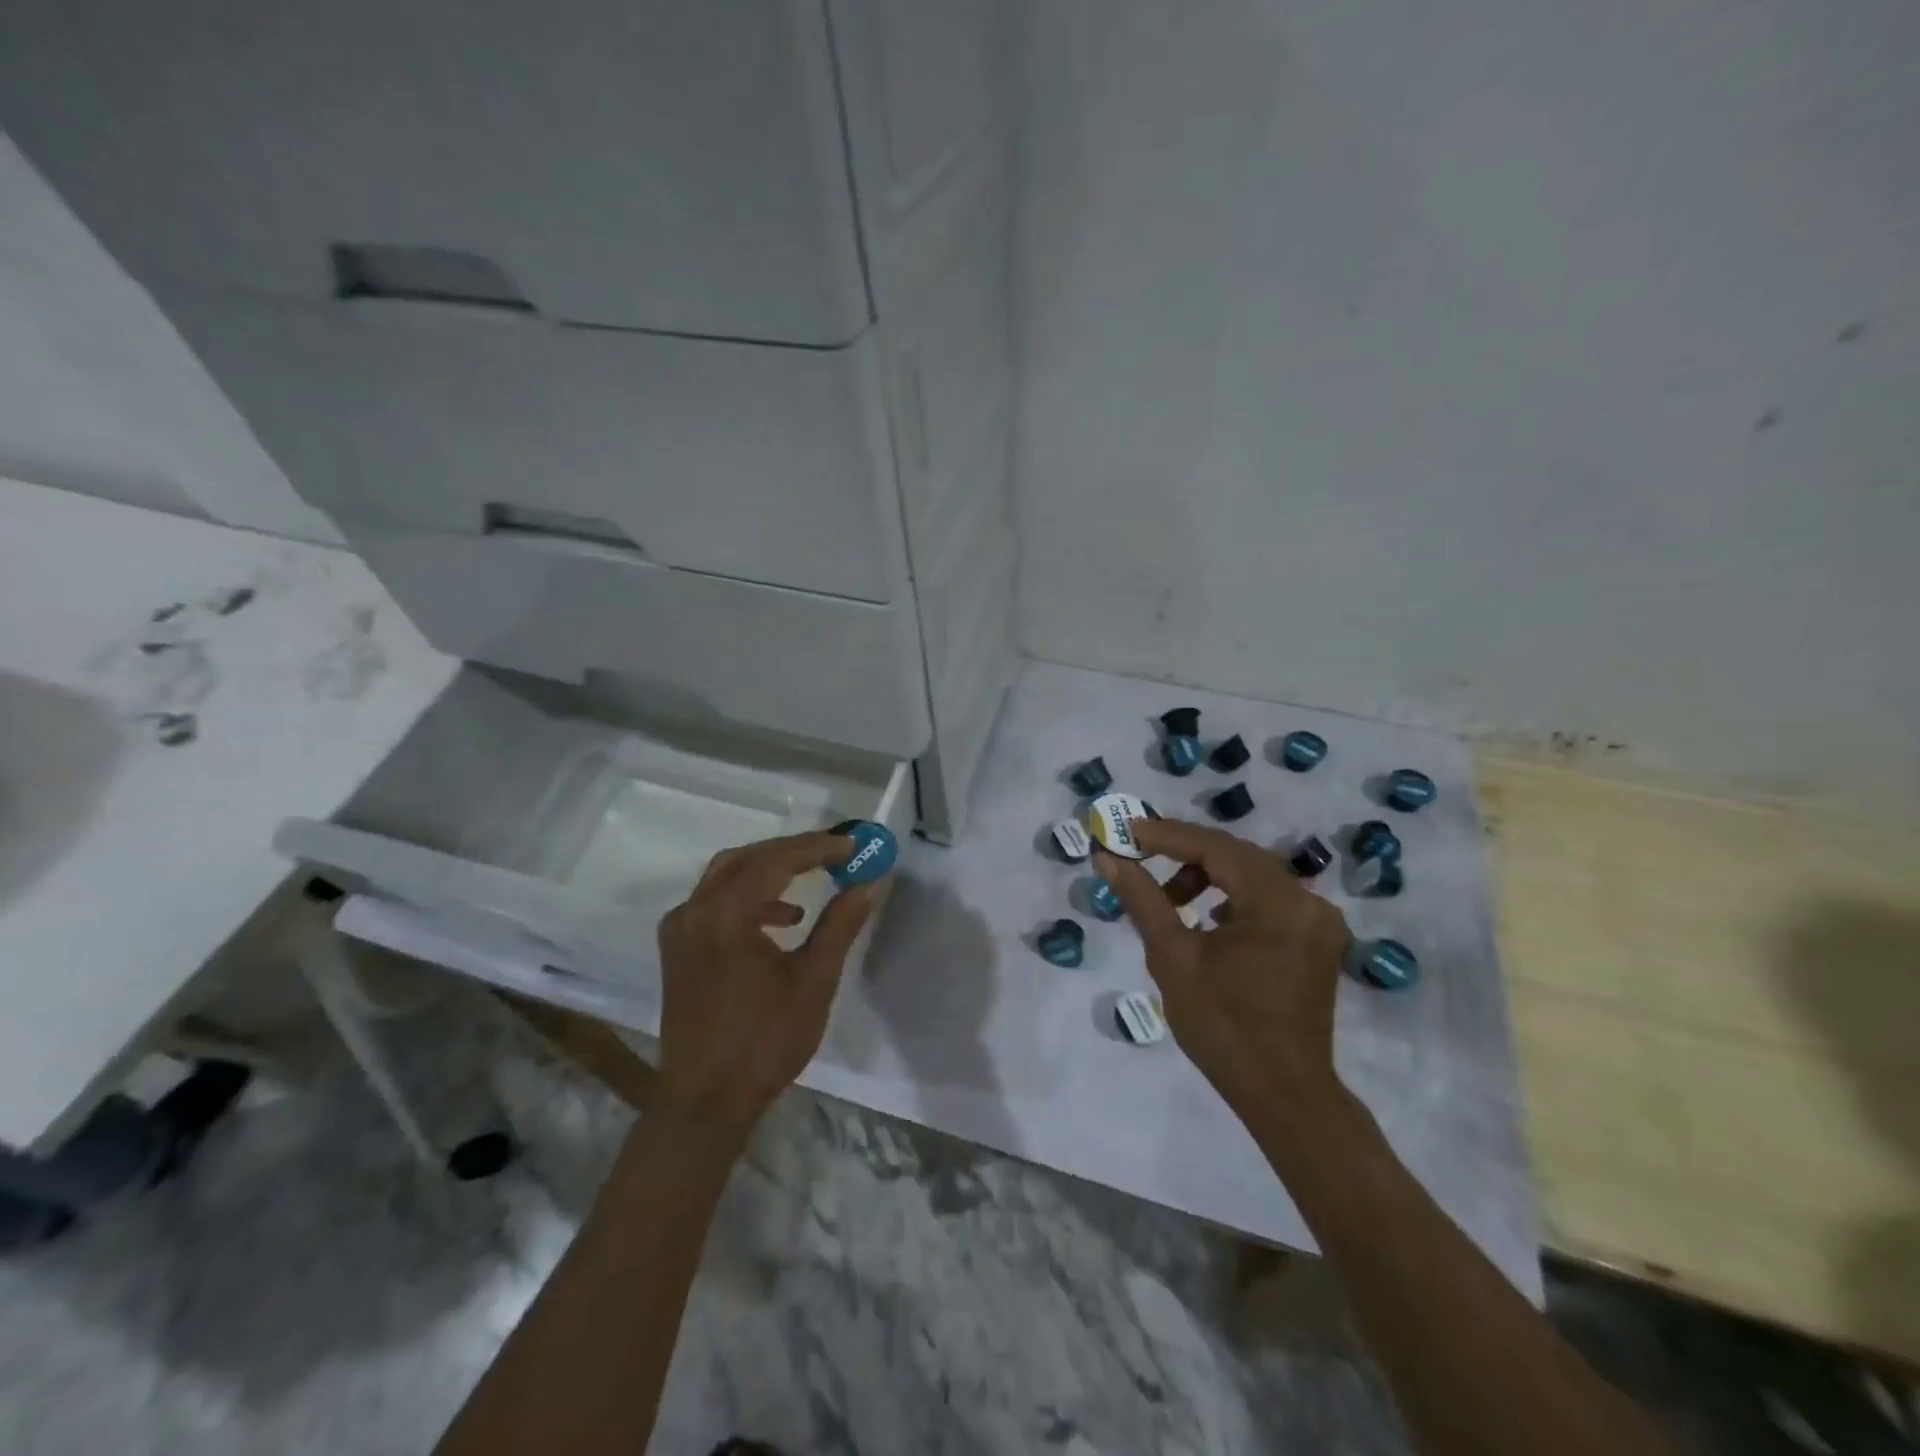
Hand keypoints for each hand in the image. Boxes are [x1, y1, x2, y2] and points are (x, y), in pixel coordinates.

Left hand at [655, 830, 884, 1138]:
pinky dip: (750, 896)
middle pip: (747, 859)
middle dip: (793, 851)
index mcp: (724, 916)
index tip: (853, 845)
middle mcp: (694, 912)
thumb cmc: (763, 1043)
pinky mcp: (678, 949)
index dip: (817, 848)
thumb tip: (867, 884)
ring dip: (770, 870)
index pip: (775, 861)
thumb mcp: (813, 982)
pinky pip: (715, 901)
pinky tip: (783, 919)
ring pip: (727, 876)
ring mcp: (680, 930)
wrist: (705, 1102)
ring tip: (814, 876)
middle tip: (835, 851)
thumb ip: (839, 925)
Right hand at [1094, 820, 1350, 1115]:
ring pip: (1253, 876)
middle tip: (1139, 858)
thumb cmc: (1223, 1027)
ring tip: (1170, 902)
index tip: (1125, 832)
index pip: (1215, 846)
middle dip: (1184, 854)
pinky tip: (1208, 920)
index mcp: (1278, 902)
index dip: (1167, 835)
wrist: (1284, 1095)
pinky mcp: (1317, 940)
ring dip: (1208, 877)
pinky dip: (1233, 898)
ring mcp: (1318, 921)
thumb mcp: (1173, 957)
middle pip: (1237, 856)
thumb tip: (1108, 858)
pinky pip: (1268, 899)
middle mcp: (1308, 901)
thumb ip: (1143, 899)